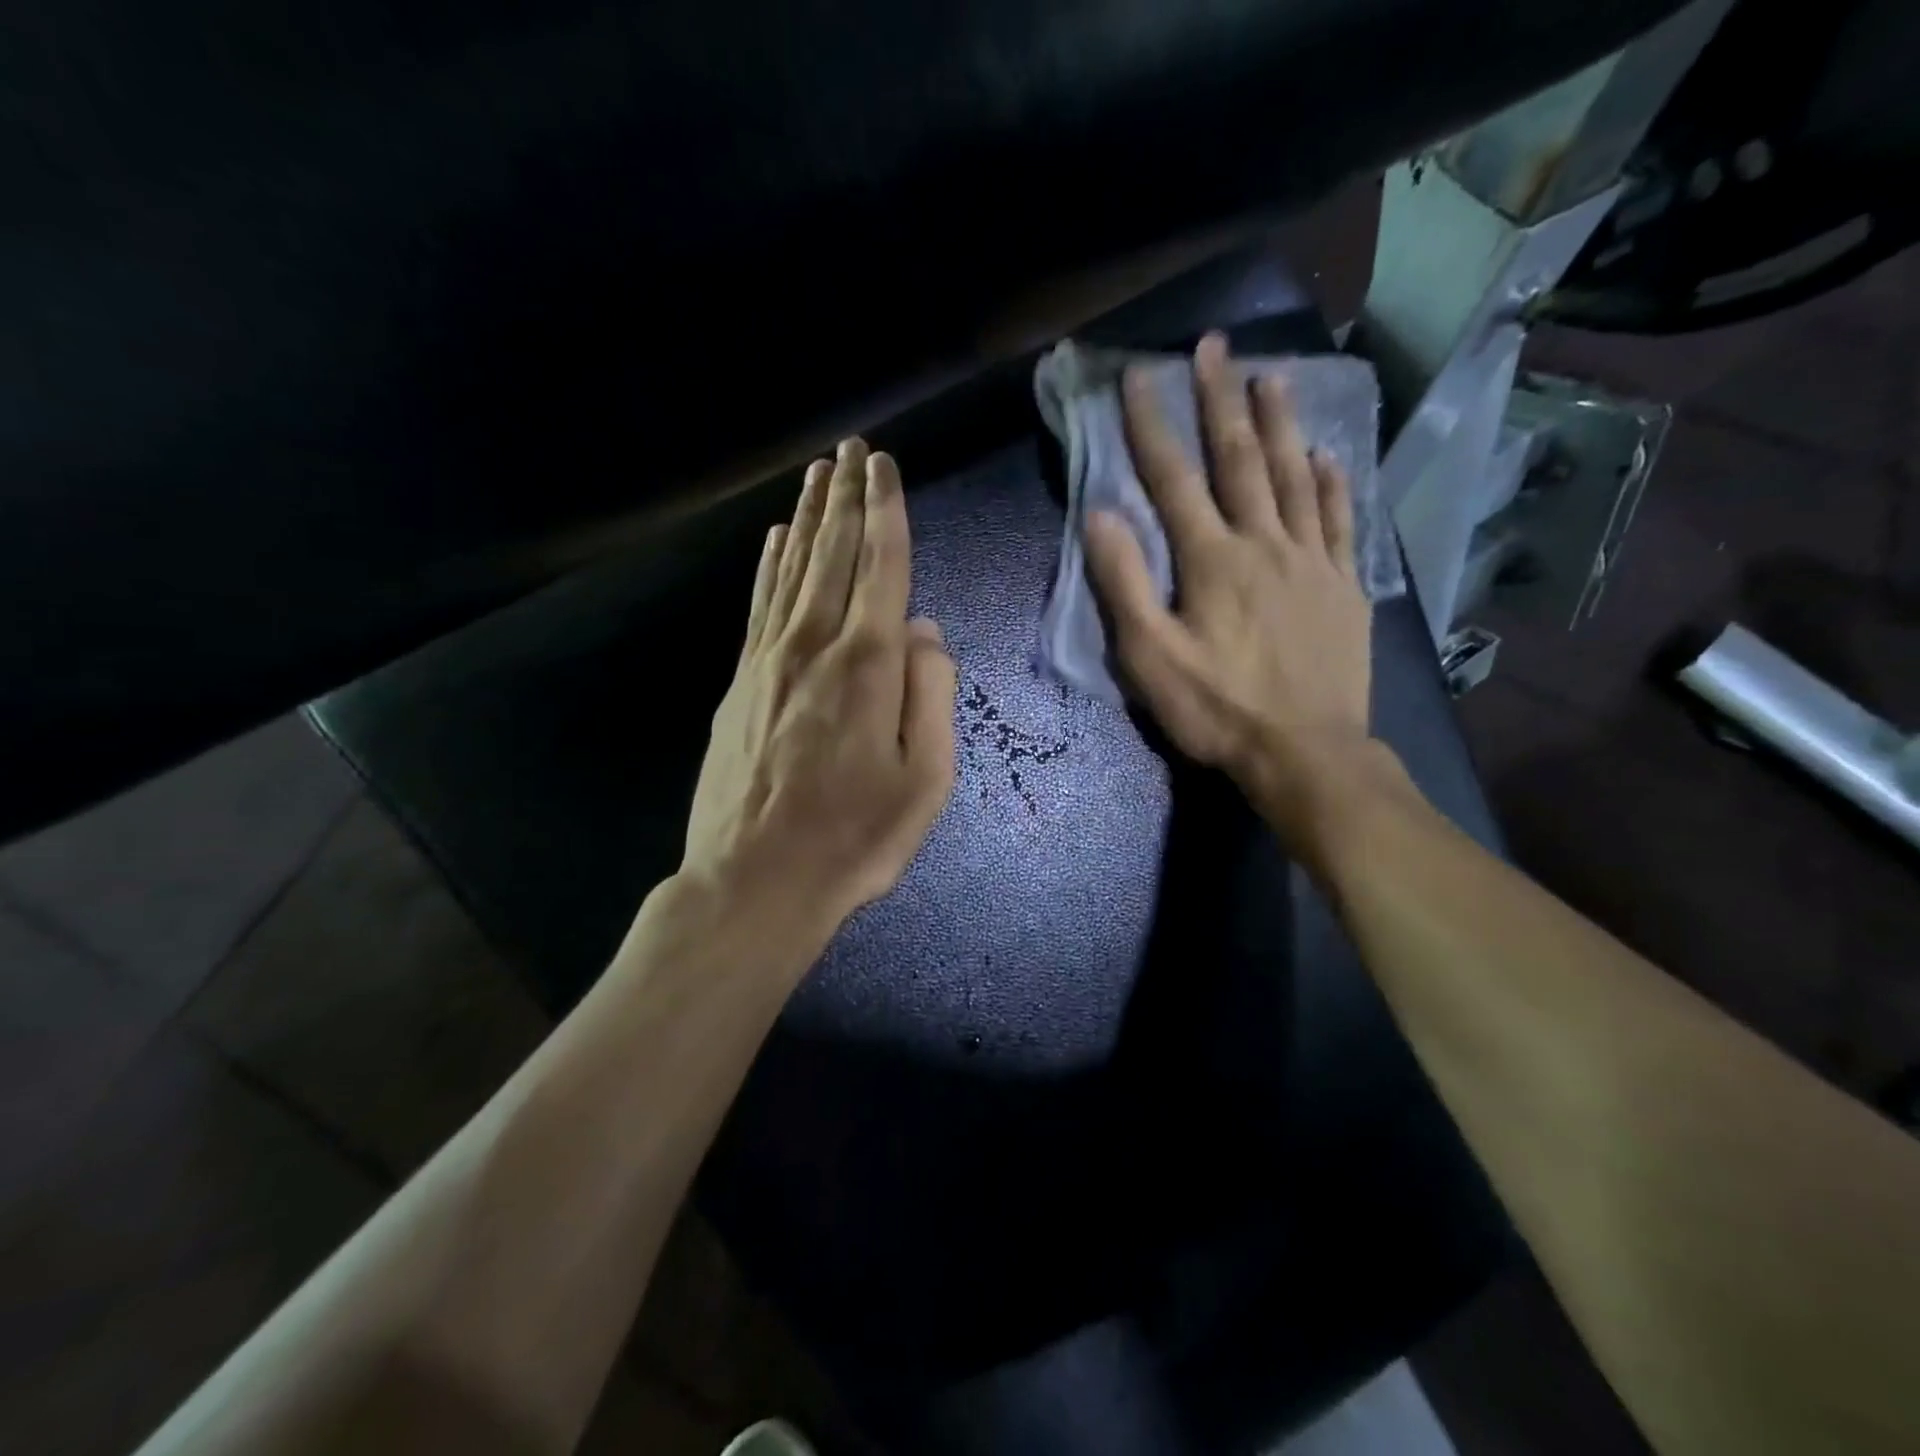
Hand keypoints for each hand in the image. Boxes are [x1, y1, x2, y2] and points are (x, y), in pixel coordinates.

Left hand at [681, 438, 956, 949]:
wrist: (753, 881)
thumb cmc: (854, 839)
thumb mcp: (925, 780)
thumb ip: (931, 696)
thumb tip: (925, 632)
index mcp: (865, 665)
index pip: (880, 567)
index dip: (885, 511)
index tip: (884, 466)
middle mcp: (812, 646)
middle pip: (833, 554)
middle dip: (846, 496)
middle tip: (851, 449)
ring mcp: (767, 662)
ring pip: (792, 571)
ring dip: (808, 518)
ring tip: (817, 474)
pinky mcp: (738, 683)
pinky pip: (759, 606)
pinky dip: (770, 565)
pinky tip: (776, 540)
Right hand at [1083, 333, 1382, 844]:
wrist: (1305, 751)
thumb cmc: (1219, 710)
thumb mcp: (1151, 658)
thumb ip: (1124, 585)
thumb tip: (1100, 516)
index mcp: (1211, 561)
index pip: (1173, 480)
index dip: (1152, 425)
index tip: (1139, 375)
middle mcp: (1264, 544)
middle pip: (1239, 460)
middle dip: (1220, 400)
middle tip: (1214, 346)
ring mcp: (1312, 561)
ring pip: (1293, 478)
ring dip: (1280, 424)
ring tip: (1272, 374)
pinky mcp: (1344, 585)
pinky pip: (1339, 520)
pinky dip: (1331, 483)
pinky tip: (1326, 456)